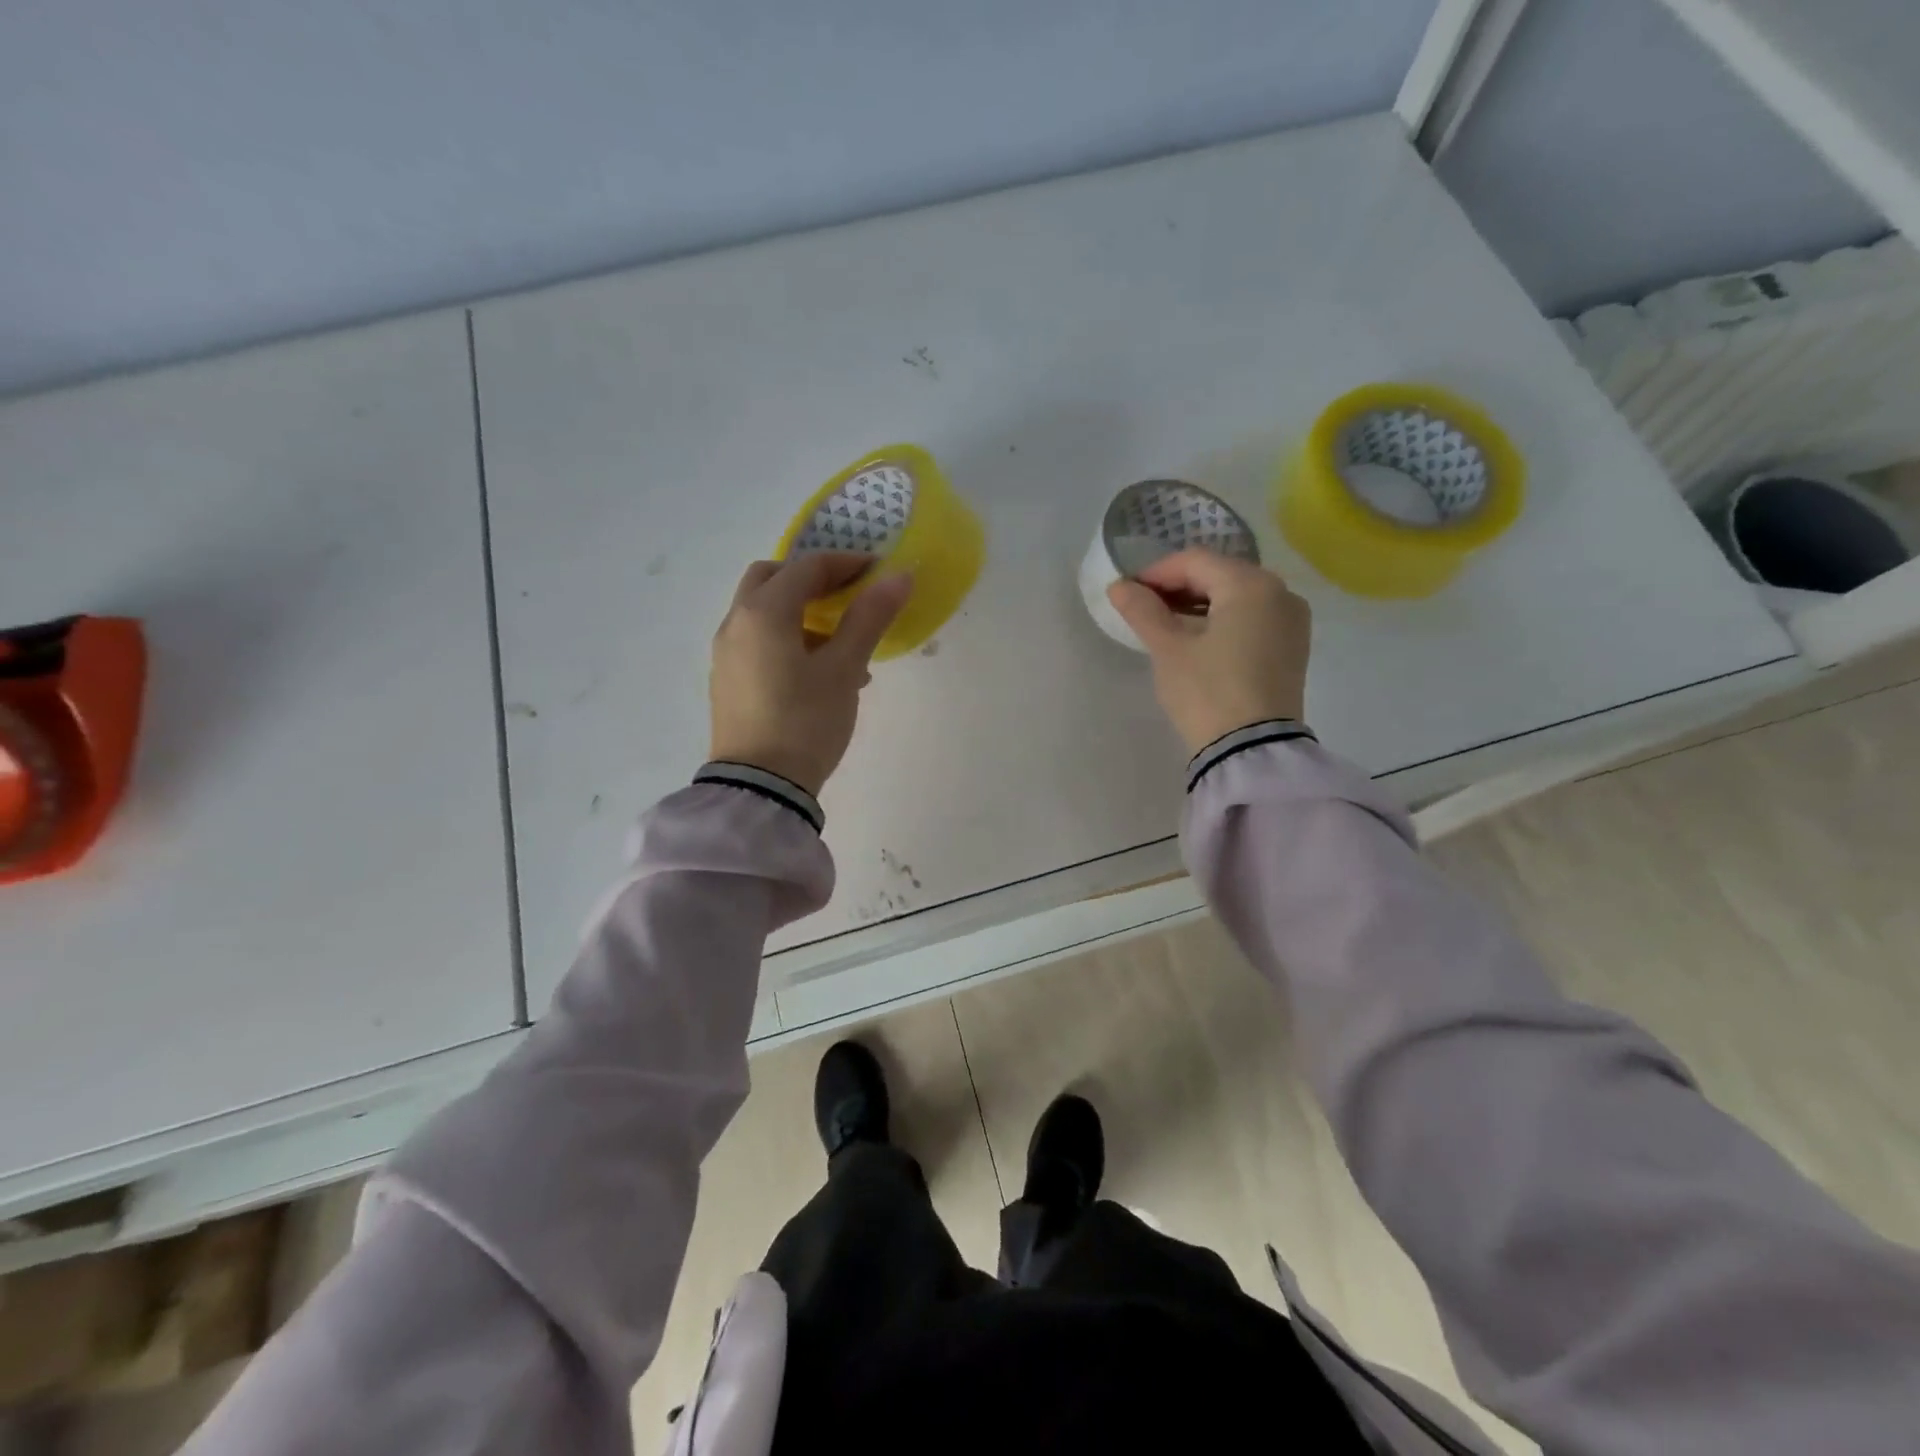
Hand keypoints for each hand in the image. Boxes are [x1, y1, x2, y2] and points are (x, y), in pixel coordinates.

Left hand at [709, 553, 910, 795]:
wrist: (760, 787)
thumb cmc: (806, 722)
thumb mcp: (844, 669)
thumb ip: (869, 618)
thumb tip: (899, 576)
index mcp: (763, 612)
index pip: (807, 567)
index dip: (846, 563)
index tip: (879, 571)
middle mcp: (736, 624)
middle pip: (771, 578)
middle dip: (810, 579)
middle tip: (847, 595)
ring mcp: (726, 654)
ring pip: (762, 612)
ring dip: (800, 611)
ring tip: (843, 643)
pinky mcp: (727, 681)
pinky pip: (757, 641)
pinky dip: (786, 637)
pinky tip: (818, 673)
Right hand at [1106, 549, 1311, 754]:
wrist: (1252, 749)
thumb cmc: (1207, 691)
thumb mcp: (1168, 649)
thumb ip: (1143, 611)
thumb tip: (1119, 586)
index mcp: (1251, 585)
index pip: (1196, 561)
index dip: (1156, 572)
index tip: (1127, 591)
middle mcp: (1280, 593)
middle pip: (1219, 575)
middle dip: (1178, 587)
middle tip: (1143, 607)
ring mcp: (1292, 621)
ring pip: (1237, 597)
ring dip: (1199, 603)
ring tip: (1165, 624)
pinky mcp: (1293, 647)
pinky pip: (1252, 618)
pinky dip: (1222, 620)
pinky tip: (1197, 638)